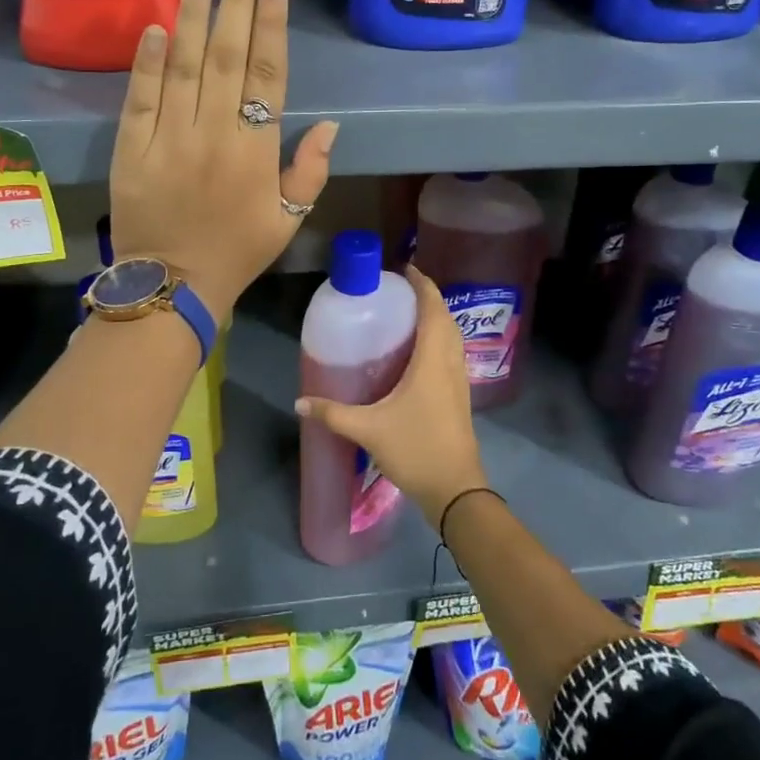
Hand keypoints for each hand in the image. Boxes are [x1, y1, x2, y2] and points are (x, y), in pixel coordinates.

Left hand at [110, 0, 337, 320]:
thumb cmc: (237, 252)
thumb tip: (329, 124)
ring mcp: (168, 138)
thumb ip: (309, 171)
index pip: (266, 73)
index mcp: (255, 151)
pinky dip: (147, 60)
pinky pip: (140, 97)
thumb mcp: (288, 220)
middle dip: (236, 1)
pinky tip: (156, 25)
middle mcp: (214, 134)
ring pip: (182, 65)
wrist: (171, 286)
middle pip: (225, 55)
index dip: (270, 23)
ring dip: (192, 14)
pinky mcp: (132, 148)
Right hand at [294, 266, 486, 527]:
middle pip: (445, 317)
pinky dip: (438, 340)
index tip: (404, 269)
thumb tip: (300, 403)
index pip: (433, 308)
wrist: (455, 489)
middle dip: (426, 297)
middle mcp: (451, 362)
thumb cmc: (416, 449)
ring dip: (435, 318)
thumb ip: (333, 413)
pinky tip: (416, 353)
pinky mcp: (459, 396)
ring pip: (451, 336)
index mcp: (433, 359)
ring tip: (405, 315)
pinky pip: (451, 354)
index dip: (423, 284)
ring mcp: (459, 380)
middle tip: (397, 292)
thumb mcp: (368, 429)